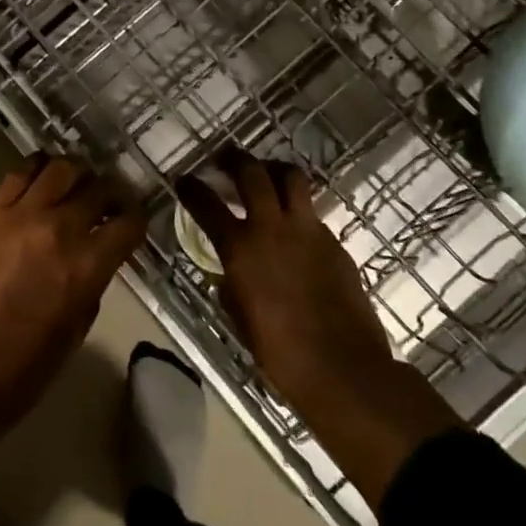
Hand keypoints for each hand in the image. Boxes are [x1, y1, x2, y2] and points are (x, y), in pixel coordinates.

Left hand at [0, 156, 145, 505]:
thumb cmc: (15, 375)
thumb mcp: (70, 337)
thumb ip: (86, 293)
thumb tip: (89, 269)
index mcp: (86, 267)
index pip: (128, 224)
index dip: (136, 219)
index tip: (132, 221)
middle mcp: (58, 230)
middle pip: (97, 188)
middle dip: (109, 192)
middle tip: (107, 199)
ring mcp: (18, 215)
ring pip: (58, 169)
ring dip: (73, 174)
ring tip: (72, 183)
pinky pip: (17, 175)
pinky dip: (35, 171)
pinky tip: (37, 178)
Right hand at [176, 153, 462, 507]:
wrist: (342, 368)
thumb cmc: (279, 351)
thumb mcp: (239, 314)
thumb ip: (231, 281)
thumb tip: (230, 269)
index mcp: (240, 248)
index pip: (207, 204)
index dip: (191, 188)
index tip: (183, 179)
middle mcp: (272, 228)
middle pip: (252, 172)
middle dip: (235, 159)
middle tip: (226, 158)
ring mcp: (307, 230)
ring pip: (291, 178)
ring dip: (273, 169)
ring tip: (266, 174)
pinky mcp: (334, 241)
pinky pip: (312, 211)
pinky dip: (298, 208)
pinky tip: (294, 225)